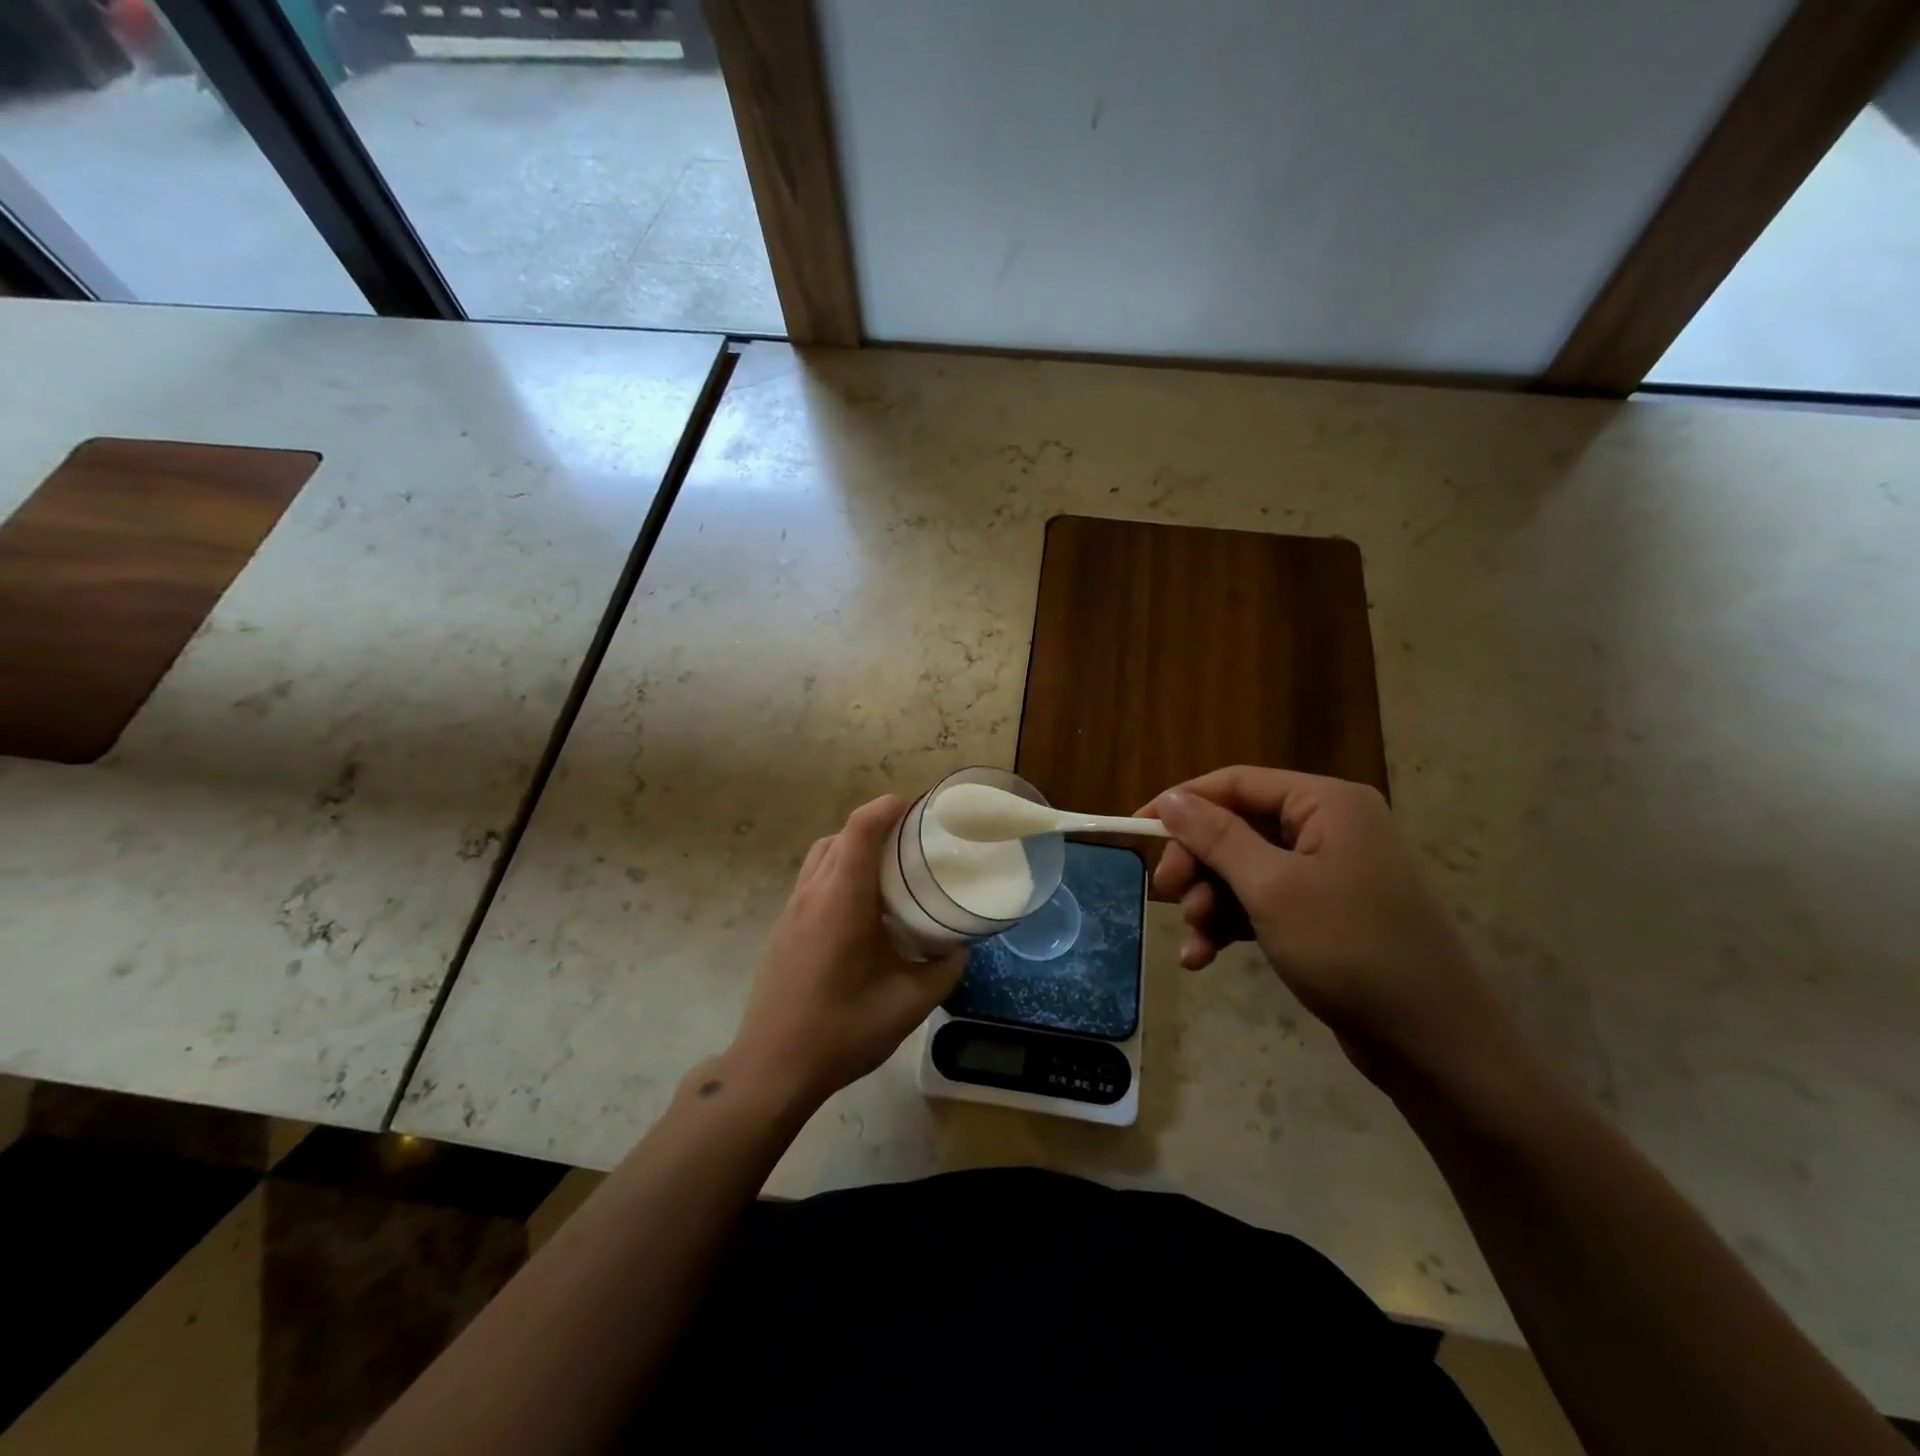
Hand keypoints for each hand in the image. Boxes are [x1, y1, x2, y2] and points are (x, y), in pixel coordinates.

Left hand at [726, 796, 964, 1109]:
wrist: (773, 1068)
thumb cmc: (842, 1030)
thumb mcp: (909, 1003)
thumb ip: (943, 969)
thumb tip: (960, 948)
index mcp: (842, 899)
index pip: (861, 828)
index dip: (889, 807)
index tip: (919, 809)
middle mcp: (813, 893)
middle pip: (841, 835)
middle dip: (877, 826)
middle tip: (914, 843)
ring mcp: (792, 910)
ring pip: (822, 855)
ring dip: (854, 848)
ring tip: (889, 872)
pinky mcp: (784, 928)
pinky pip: (813, 880)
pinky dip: (839, 873)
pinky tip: (863, 909)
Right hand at [1146, 767, 1521, 1089]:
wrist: (1432, 1043)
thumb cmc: (1350, 949)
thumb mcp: (1271, 888)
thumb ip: (1217, 836)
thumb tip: (1171, 798)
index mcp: (1325, 804)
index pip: (1236, 783)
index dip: (1181, 803)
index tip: (1134, 829)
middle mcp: (1328, 828)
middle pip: (1236, 827)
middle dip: (1196, 864)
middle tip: (1166, 894)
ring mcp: (1327, 872)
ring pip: (1242, 870)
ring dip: (1209, 902)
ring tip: (1194, 941)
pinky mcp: (1323, 913)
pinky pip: (1261, 903)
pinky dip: (1230, 925)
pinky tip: (1204, 957)